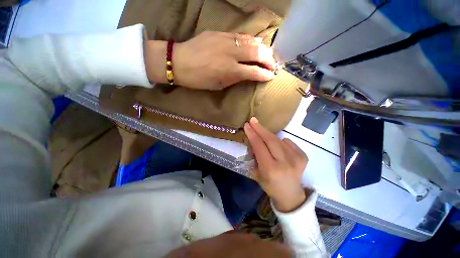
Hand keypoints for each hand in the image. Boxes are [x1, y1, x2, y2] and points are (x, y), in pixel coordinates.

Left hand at [144, 31, 274, 89]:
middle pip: (257, 53)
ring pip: (251, 41)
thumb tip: (247, 74)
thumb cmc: (199, 79)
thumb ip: (235, 78)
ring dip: (262, 47)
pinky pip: (241, 35)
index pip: (254, 72)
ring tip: (268, 53)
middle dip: (268, 59)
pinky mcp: (220, 33)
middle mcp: (231, 54)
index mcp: (230, 71)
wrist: (179, 62)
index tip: (271, 76)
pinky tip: (255, 42)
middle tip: (273, 64)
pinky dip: (251, 40)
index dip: (265, 74)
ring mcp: (226, 40)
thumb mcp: (219, 85)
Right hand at [244, 117, 307, 212]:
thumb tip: (254, 140)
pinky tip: (277, 148)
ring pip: (278, 139)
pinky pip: (287, 142)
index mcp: (271, 169)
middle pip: (270, 140)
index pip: (259, 146)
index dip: (252, 134)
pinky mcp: (303, 157)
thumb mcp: (256, 173)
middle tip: (253, 120)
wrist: (290, 195)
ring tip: (261, 134)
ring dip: (268, 135)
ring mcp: (296, 159)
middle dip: (260, 128)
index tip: (247, 125)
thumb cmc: (270, 185)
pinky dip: (280, 142)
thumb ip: (255, 155)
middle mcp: (285, 163)